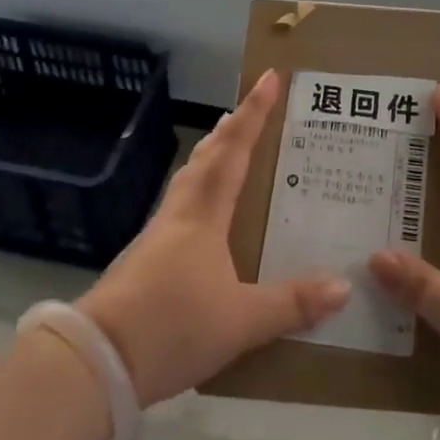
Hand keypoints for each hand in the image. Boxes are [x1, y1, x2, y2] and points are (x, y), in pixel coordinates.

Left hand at [78, 70, 350, 406]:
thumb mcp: (241, 321)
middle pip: (206, 158)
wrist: (96, 362)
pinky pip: (180, 208)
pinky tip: (205, 215)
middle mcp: (179, 215)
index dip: (254, 114)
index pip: (234, 151)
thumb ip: (292, 304)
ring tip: (228, 149)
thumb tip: (343, 286)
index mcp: (203, 215)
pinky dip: (199, 192)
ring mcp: (157, 237)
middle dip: (230, 129)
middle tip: (247, 110)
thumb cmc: (172, 325)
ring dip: (210, 157)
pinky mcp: (144, 261)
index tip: (269, 78)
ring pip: (189, 181)